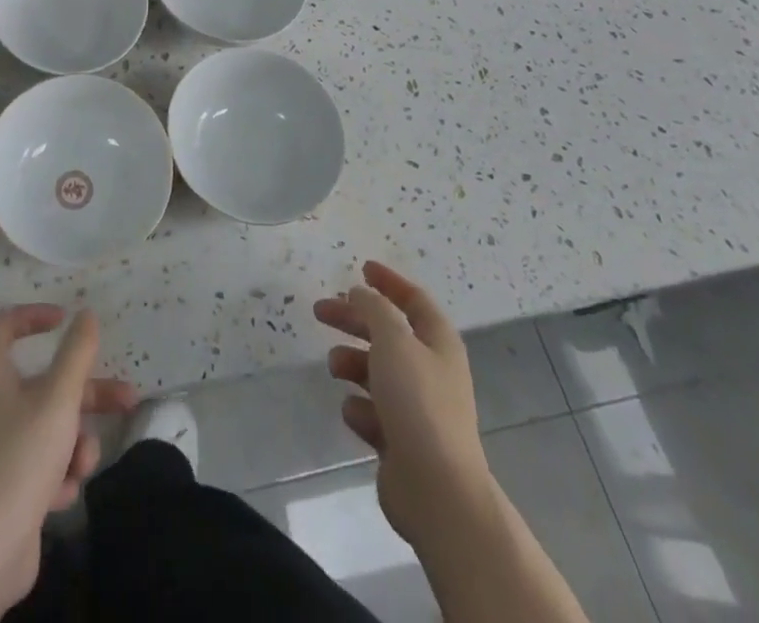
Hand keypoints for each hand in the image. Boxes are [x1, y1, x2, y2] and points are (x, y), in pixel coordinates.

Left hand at [0, 305, 136, 617]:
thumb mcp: (57, 401)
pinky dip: (55, 473)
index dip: (33, 315)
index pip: (2, 326)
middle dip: (86, 393)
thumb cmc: (17, 462)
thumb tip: (85, 314)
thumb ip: (76, 355)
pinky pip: (36, 465)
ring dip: (74, 441)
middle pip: (41, 383)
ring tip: (84, 463)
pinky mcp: (0, 490)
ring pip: (45, 428)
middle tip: (126, 398)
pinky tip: (63, 494)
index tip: (65, 320)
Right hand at [314, 261, 491, 545]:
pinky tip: (354, 413)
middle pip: (388, 333)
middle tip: (320, 311)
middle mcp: (431, 371)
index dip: (389, 282)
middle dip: (354, 320)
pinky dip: (360, 407)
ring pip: (377, 372)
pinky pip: (374, 413)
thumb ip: (374, 310)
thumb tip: (361, 293)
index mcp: (438, 343)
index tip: (361, 268)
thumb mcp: (393, 340)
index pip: (414, 300)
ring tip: (334, 367)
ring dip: (352, 363)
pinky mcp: (402, 442)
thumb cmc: (417, 402)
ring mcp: (418, 409)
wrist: (437, 490)